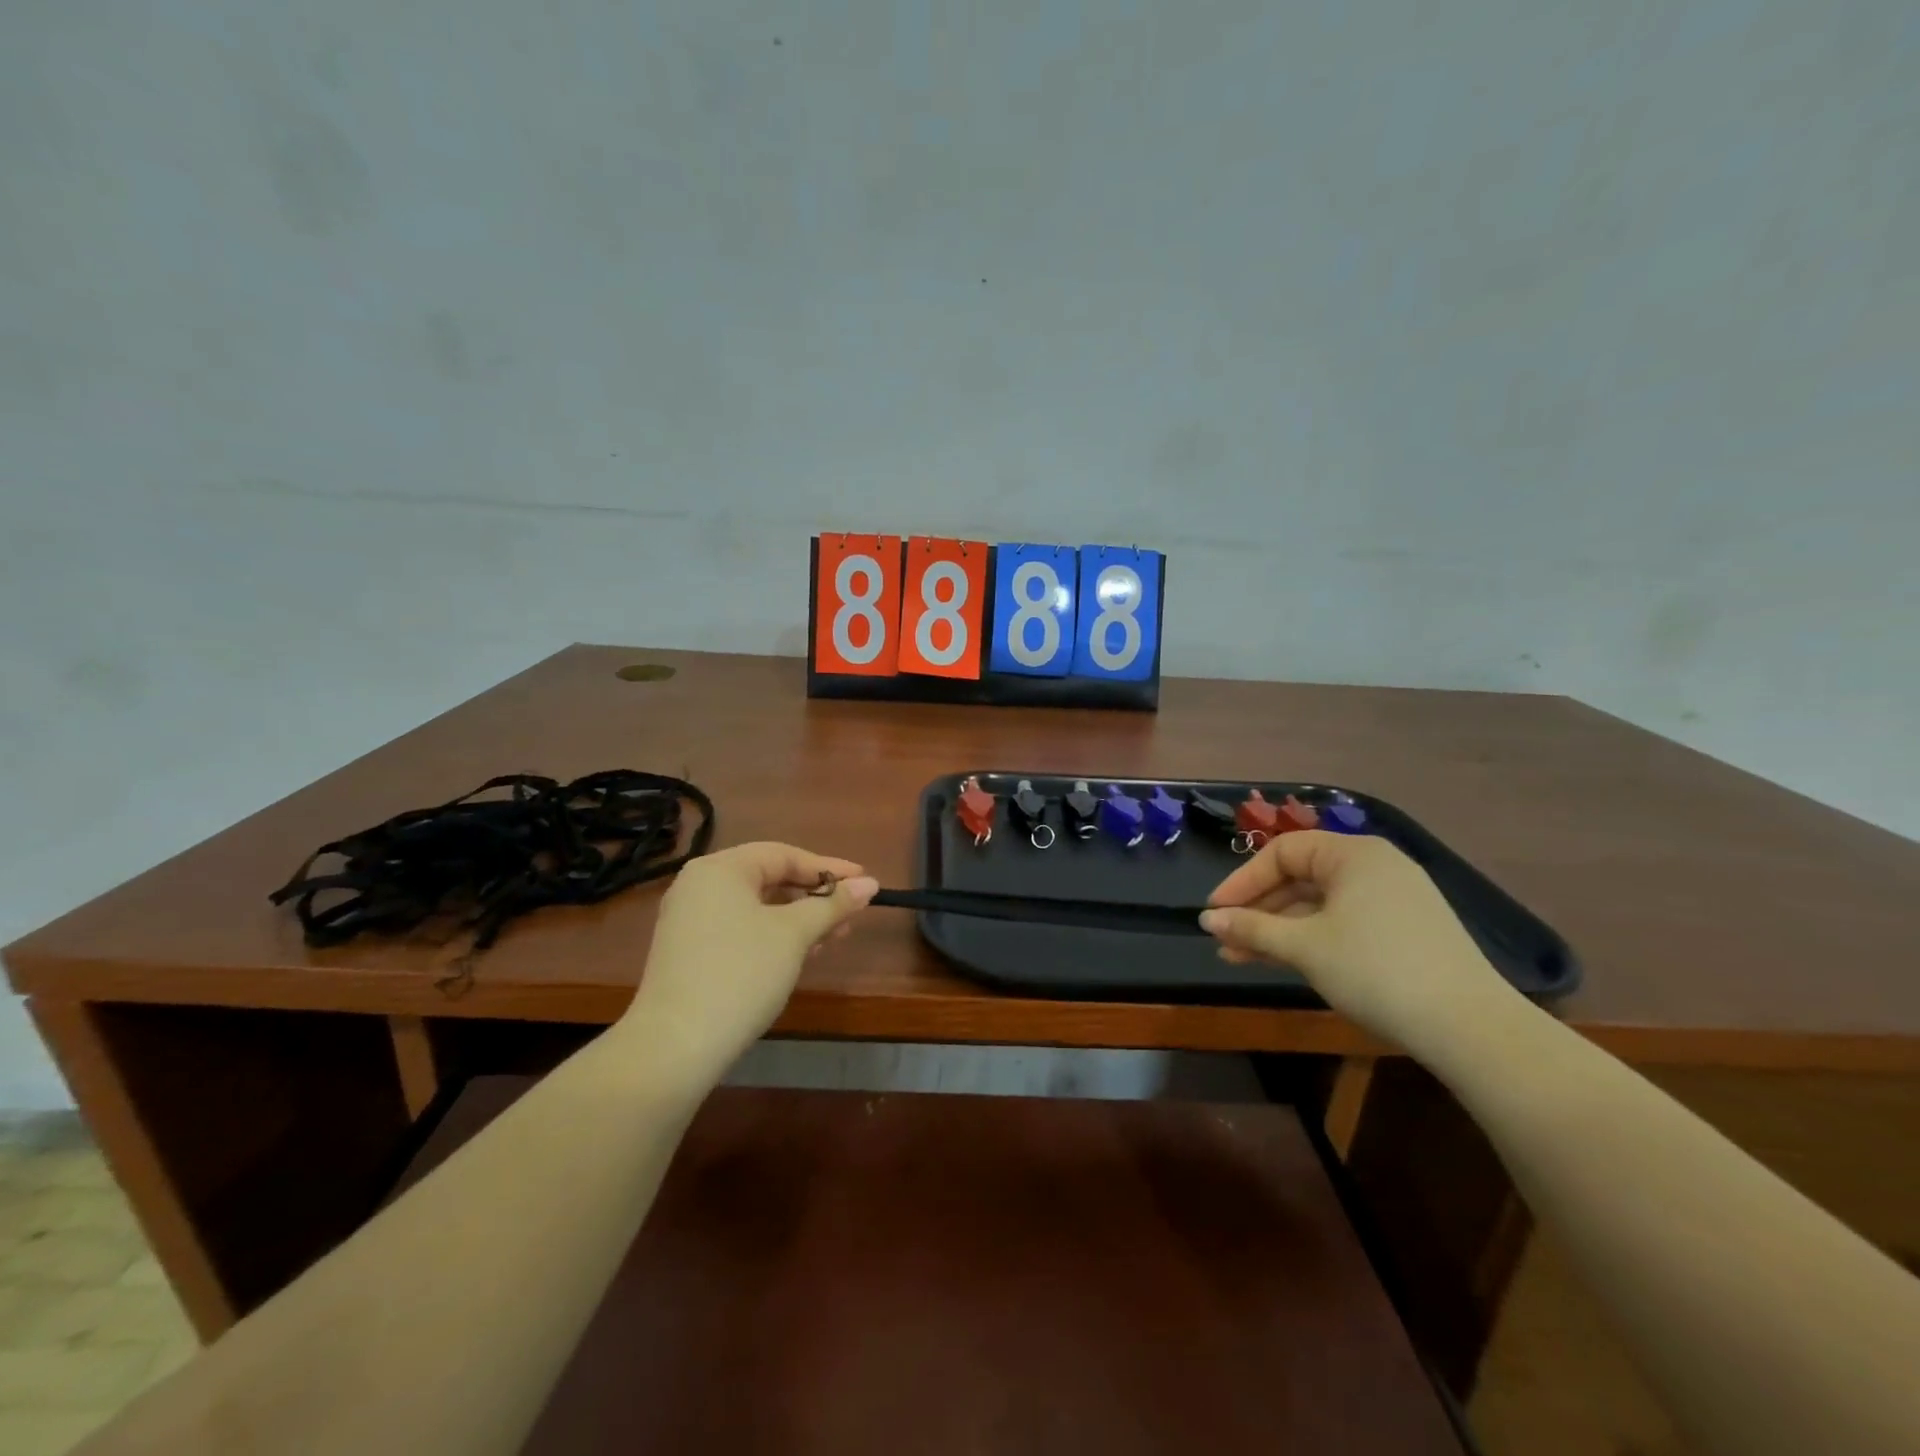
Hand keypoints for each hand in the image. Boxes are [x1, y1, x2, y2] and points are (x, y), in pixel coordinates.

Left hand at [620, 842, 877, 1088]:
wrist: (676, 1045)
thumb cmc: (741, 973)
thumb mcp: (794, 935)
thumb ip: (833, 905)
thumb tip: (871, 884)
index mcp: (721, 869)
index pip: (784, 855)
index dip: (829, 868)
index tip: (865, 881)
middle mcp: (700, 885)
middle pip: (769, 879)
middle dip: (814, 897)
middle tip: (851, 914)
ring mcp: (689, 920)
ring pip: (756, 907)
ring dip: (797, 919)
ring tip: (833, 938)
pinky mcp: (688, 952)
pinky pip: (740, 929)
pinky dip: (772, 936)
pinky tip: (799, 955)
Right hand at [1200, 831, 1513, 1054]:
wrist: (1469, 1027)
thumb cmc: (1375, 969)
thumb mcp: (1304, 947)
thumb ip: (1252, 928)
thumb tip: (1208, 920)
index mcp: (1353, 854)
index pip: (1282, 852)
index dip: (1242, 880)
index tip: (1215, 912)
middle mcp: (1375, 866)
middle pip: (1300, 877)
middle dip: (1258, 910)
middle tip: (1224, 938)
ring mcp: (1395, 899)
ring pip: (1320, 905)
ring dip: (1279, 929)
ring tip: (1241, 958)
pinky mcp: (1407, 930)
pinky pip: (1344, 922)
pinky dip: (1311, 938)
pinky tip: (1285, 961)